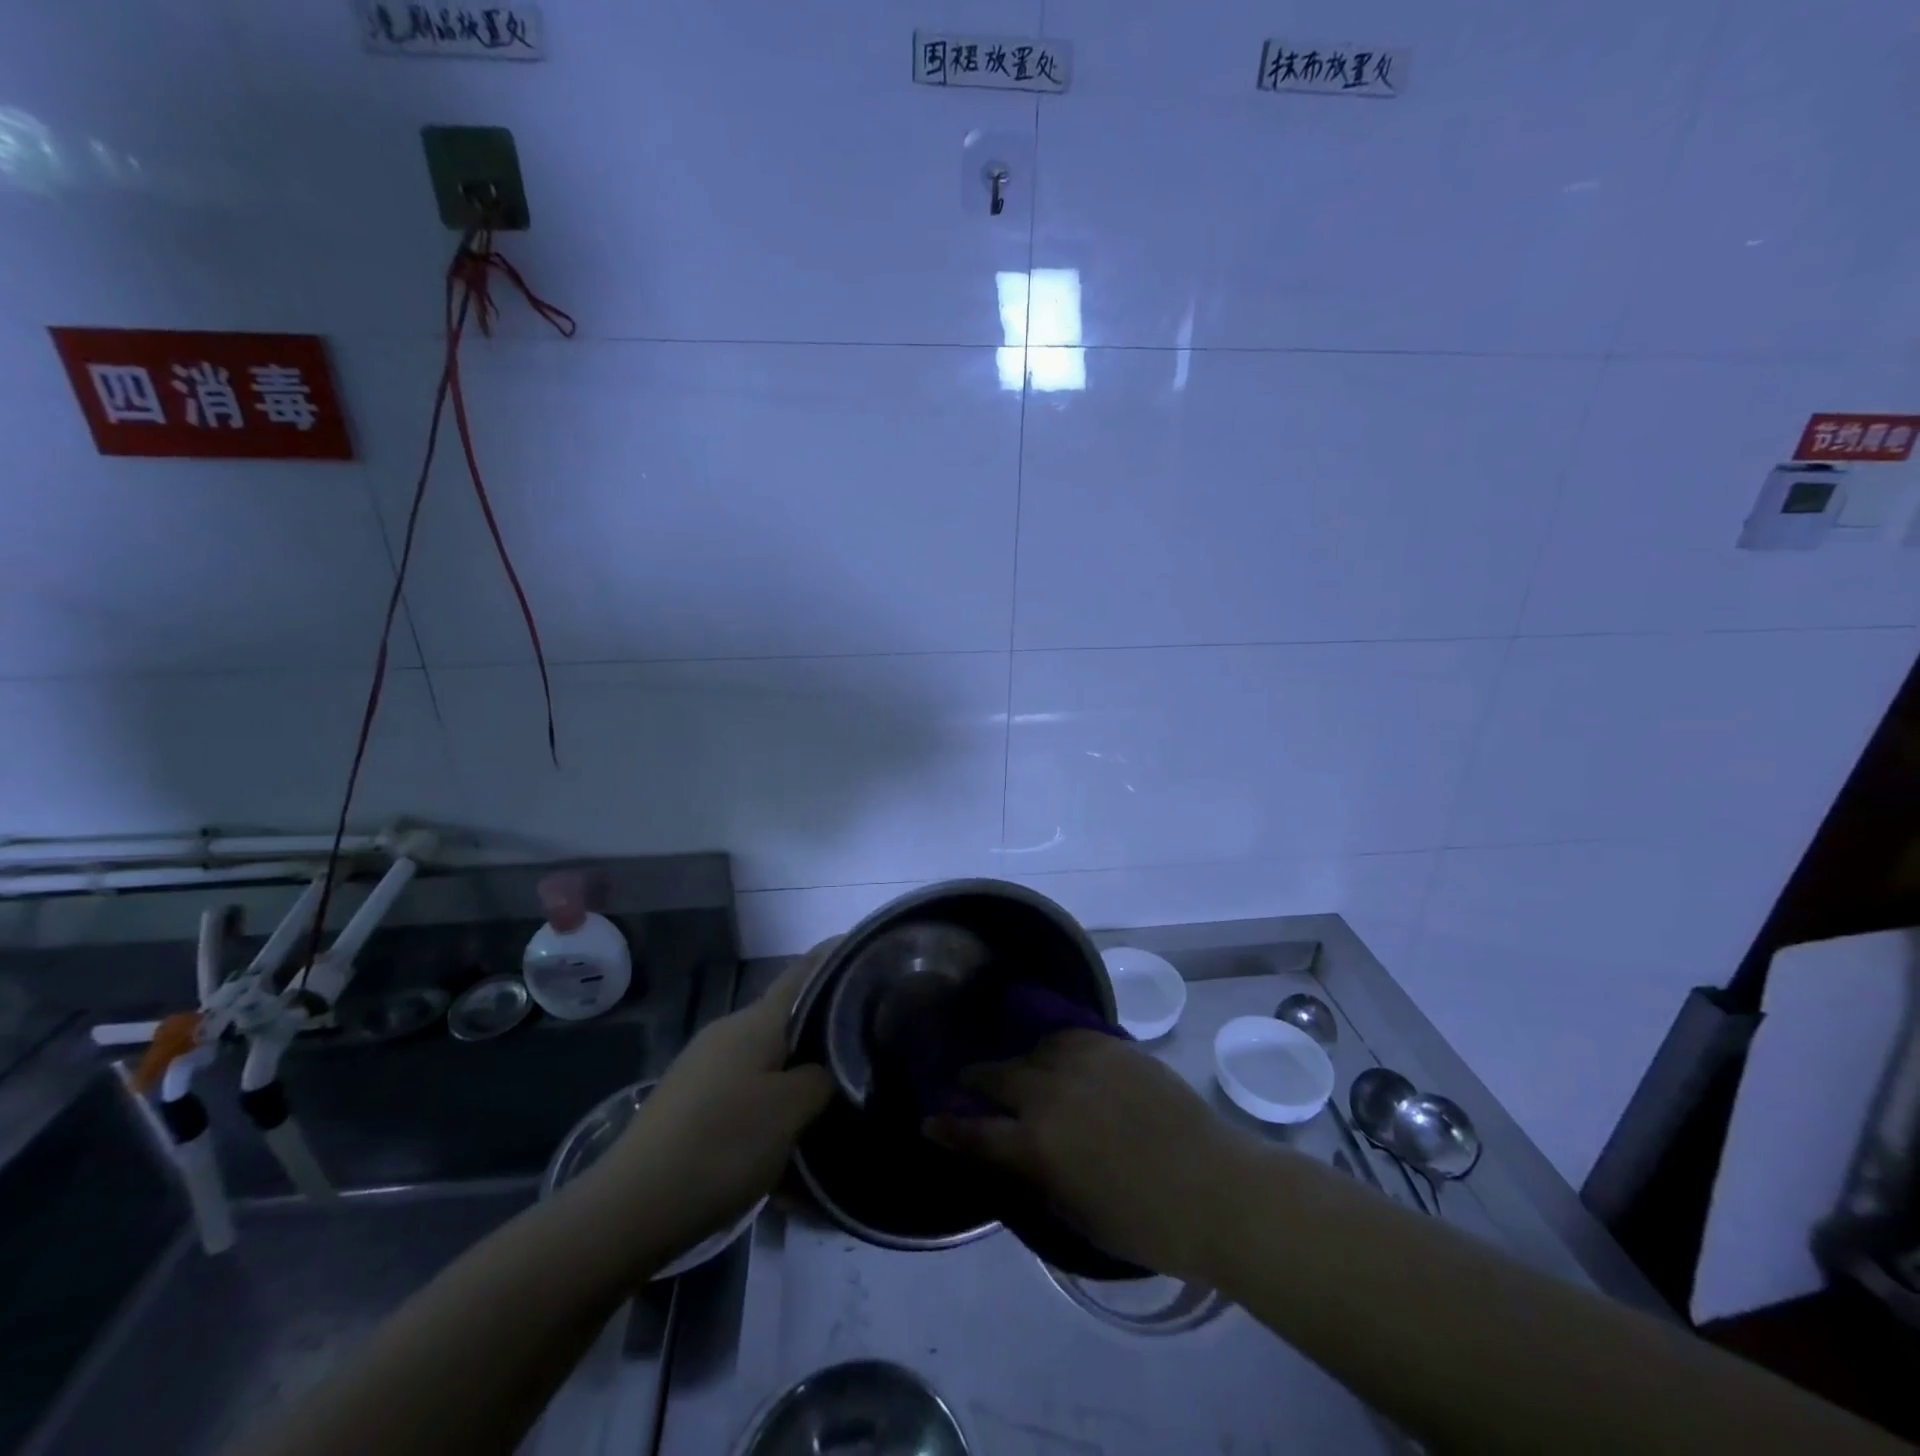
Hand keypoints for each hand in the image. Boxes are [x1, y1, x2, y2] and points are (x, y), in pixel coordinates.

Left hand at [593, 945, 834, 1267]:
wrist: (629, 1210)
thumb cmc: (721, 1146)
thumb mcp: (790, 1111)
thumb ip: (821, 1079)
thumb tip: (827, 1068)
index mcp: (755, 1022)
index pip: (804, 973)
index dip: (835, 958)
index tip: (868, 958)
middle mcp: (728, 1034)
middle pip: (789, 1024)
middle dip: (824, 1041)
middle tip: (863, 1061)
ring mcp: (705, 1070)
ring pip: (769, 1070)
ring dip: (797, 1094)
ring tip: (827, 1129)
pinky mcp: (690, 1106)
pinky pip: (745, 1103)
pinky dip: (769, 1125)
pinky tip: (785, 1170)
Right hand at [927, 1030, 1254, 1279]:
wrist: (1215, 1187)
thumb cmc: (1146, 1223)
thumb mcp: (1075, 1215)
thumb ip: (1036, 1177)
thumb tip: (1013, 1153)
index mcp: (1037, 1146)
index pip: (976, 1133)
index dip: (948, 1126)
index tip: (929, 1118)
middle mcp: (1050, 1094)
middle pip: (997, 1077)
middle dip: (976, 1080)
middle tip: (967, 1080)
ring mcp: (1081, 1062)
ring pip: (1032, 1050)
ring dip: (1020, 1061)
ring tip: (1021, 1068)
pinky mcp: (1111, 1045)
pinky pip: (1069, 1036)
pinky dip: (1055, 1046)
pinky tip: (1058, 1052)